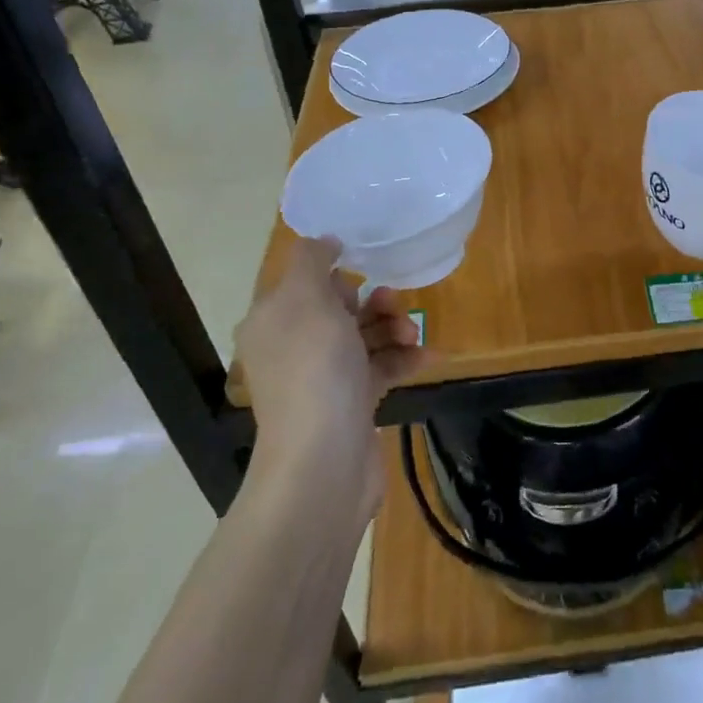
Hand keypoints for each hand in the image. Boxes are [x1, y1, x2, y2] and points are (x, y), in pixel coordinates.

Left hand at [231, 237, 427, 520]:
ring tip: (412, 336)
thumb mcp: (306, 298)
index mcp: (273, 321)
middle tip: (395, 304)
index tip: (364, 271)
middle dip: (374, 301)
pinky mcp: (351, 403)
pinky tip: (429, 356)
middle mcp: (294, 347)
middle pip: (339, 308)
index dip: (336, 275)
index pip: (304, 282)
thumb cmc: (314, 369)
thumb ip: (311, 260)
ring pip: (364, 337)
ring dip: (394, 328)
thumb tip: (325, 241)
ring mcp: (323, 378)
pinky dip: (404, 359)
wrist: (324, 461)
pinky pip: (381, 368)